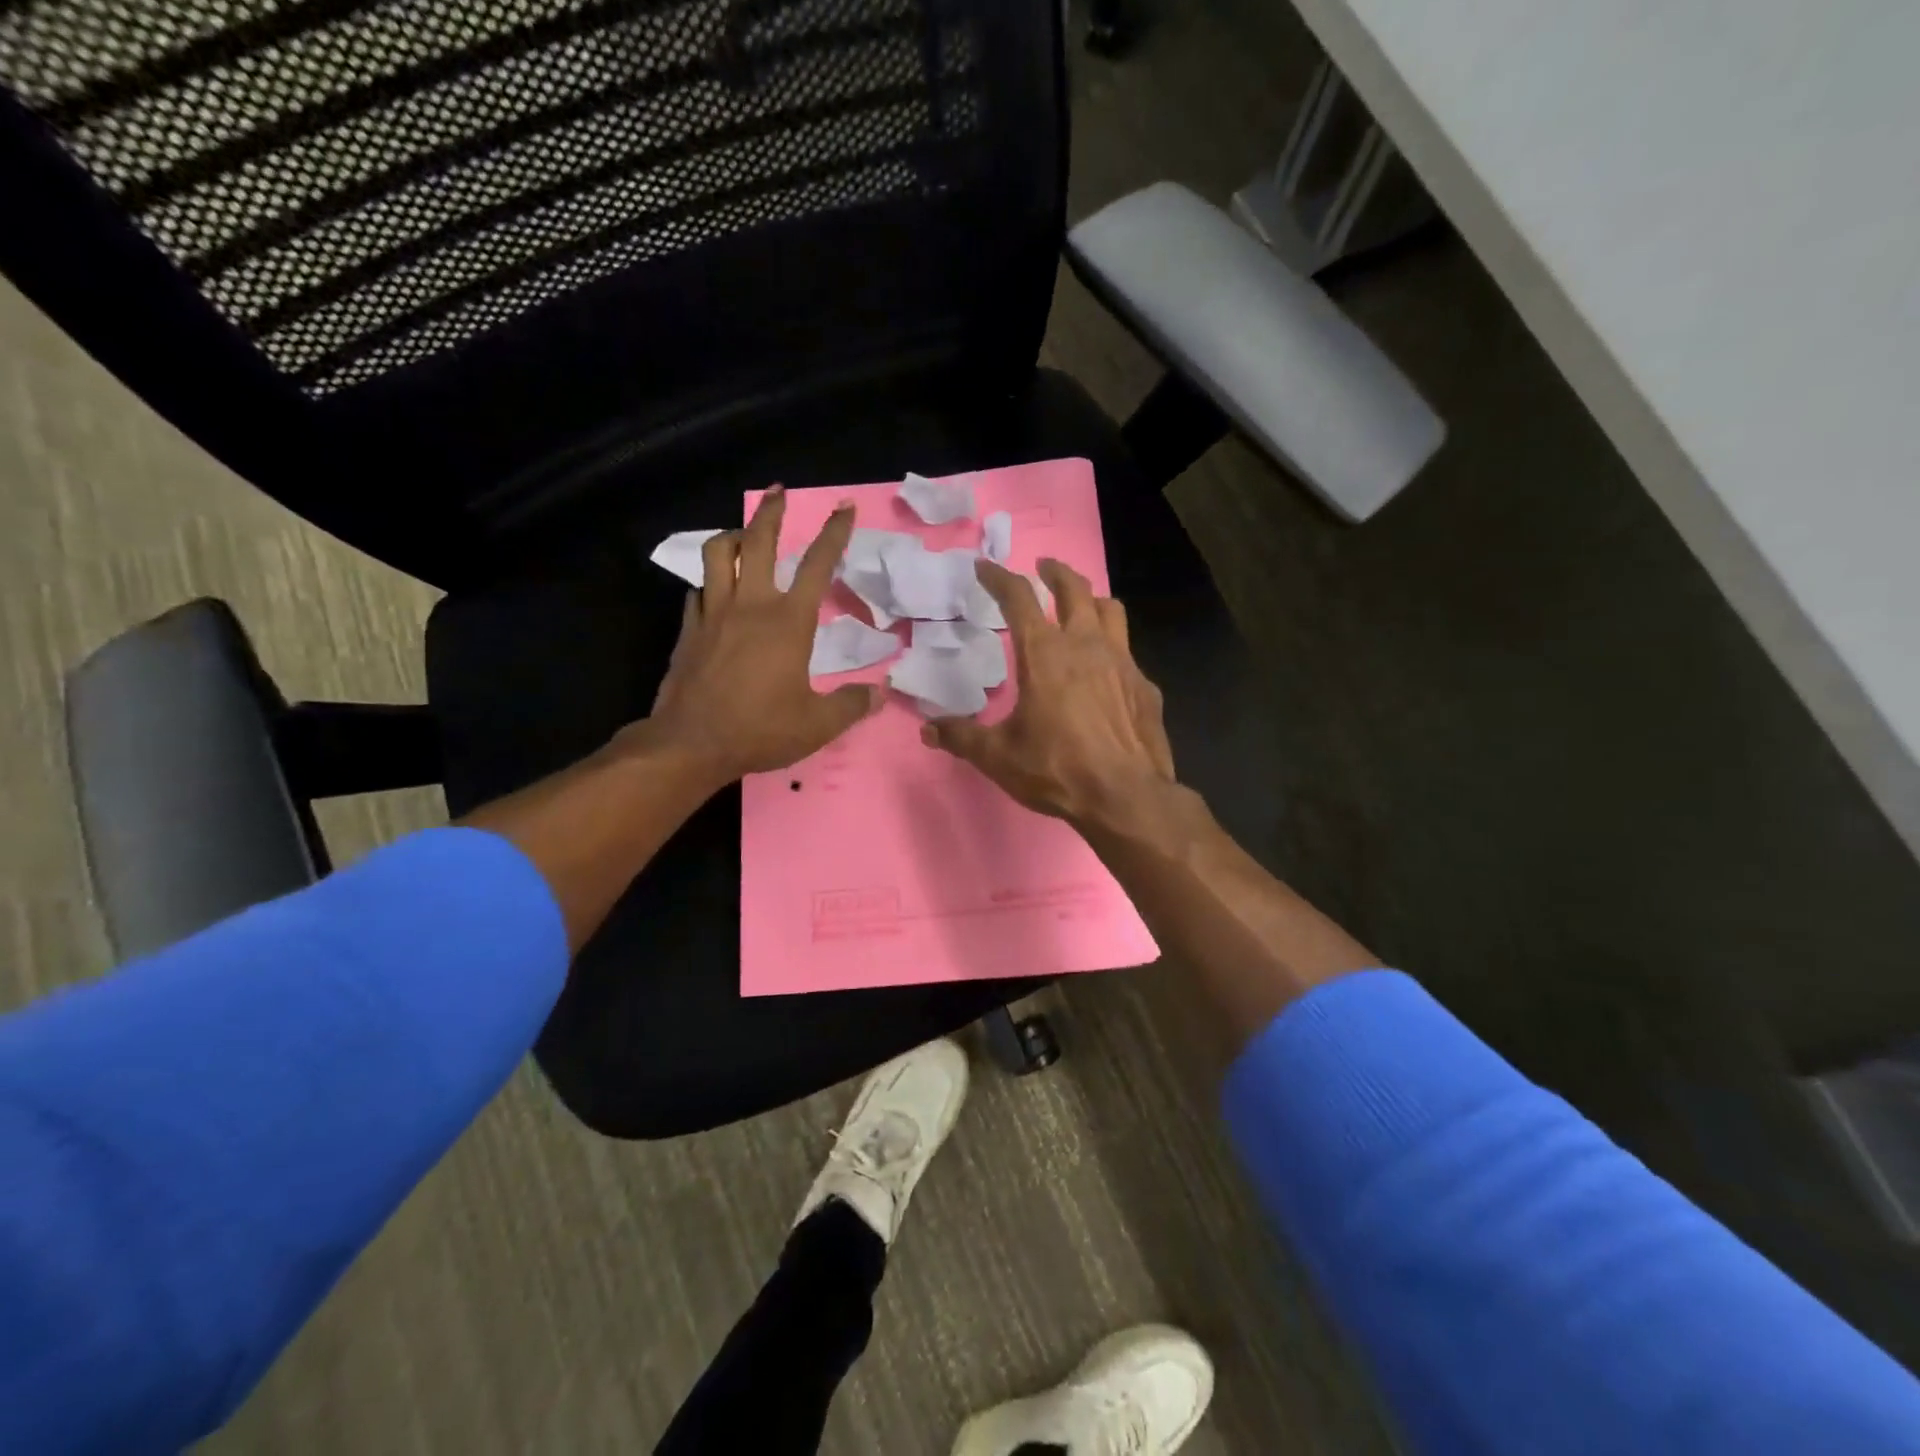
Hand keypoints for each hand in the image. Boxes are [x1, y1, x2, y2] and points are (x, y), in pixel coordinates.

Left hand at [643, 487, 880, 781]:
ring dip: (733, 536)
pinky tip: (715, 590)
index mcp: (789, 622)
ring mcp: (713, 613)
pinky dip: (710, 581)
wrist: (691, 744)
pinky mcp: (688, 629)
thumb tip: (879, 694)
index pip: (818, 565)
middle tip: (778, 492)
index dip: (835, 533)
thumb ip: (852, 705)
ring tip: (743, 535)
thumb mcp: (818, 724)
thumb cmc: (760, 730)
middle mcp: (751, 605)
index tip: (844, 508)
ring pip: (718, 554)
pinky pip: (698, 590)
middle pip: (759, 541)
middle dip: (771, 512)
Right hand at [921, 558, 1177, 831]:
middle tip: (1044, 567)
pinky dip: (1112, 648)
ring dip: (1092, 599)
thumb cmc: (1056, 769)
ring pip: (1111, 610)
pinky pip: (1128, 652)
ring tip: (1082, 604)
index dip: (999, 577)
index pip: (1018, 598)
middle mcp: (1086, 646)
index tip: (985, 567)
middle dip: (1056, 572)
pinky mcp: (1145, 686)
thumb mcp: (998, 756)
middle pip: (1074, 589)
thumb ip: (961, 737)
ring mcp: (1122, 662)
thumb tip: (928, 729)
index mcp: (1045, 654)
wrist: (1125, 796)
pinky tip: (1106, 671)